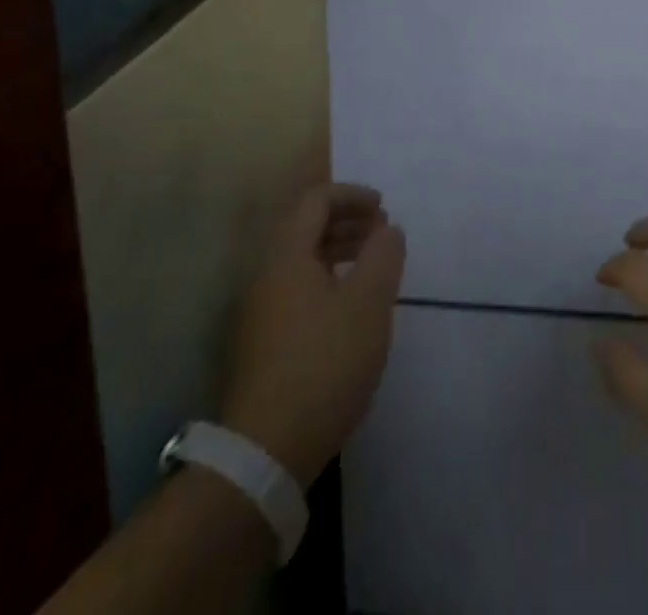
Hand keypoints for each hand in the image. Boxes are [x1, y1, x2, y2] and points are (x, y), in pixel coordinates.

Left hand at [220, 183, 404, 486]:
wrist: (266, 452)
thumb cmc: (324, 364)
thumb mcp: (368, 304)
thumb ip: (383, 256)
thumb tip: (387, 229)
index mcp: (287, 256)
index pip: (315, 200)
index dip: (352, 195)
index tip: (384, 209)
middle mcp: (266, 275)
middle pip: (305, 228)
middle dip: (347, 221)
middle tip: (383, 234)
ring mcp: (260, 312)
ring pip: (302, 261)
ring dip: (338, 252)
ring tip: (373, 268)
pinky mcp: (263, 344)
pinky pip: (298, 290)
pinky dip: (328, 281)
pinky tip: (350, 310)